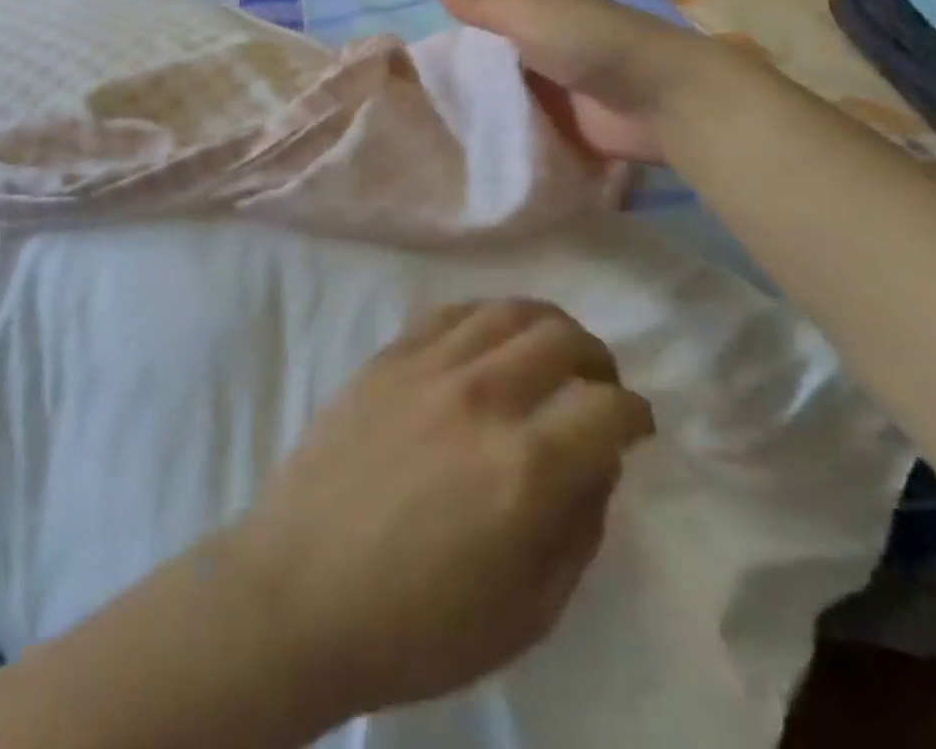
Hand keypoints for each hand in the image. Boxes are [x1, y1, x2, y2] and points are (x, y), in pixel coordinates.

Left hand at [218, 299, 654, 716]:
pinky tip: (488, 338)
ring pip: (506, 311)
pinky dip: (485, 316)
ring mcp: (428, 367)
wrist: (300, 590)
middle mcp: (482, 397)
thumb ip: (577, 531)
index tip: (635, 425)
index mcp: (525, 468)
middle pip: (562, 338)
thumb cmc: (416, 624)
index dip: (635, 414)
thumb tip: (598, 464)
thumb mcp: (526, 613)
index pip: (608, 410)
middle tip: (598, 382)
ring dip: (545, 324)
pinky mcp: (388, 357)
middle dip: (596, 357)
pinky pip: (449, 313)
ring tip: (551, 348)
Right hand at [434, 0, 719, 164]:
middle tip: (433, 20)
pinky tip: (464, 117)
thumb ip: (481, 4)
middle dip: (475, 18)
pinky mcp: (559, 114)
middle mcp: (549, 33)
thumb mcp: (529, 17)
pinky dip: (494, 110)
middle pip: (504, 22)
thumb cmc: (592, 44)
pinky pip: (516, 109)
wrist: (658, 100)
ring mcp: (555, 75)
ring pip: (506, 68)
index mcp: (545, 0)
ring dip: (478, 72)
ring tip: (435, 75)